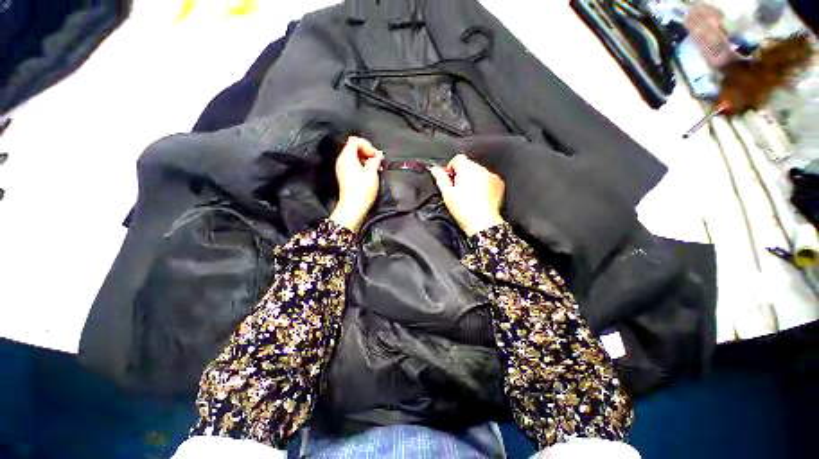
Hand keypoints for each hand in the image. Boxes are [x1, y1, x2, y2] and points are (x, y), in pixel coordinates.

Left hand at [330, 136, 383, 231]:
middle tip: (377, 160)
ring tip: (376, 167)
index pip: (355, 140)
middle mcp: (343, 161)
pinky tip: (371, 173)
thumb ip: (376, 159)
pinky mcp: (346, 176)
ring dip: (367, 160)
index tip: (375, 154)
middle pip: (355, 148)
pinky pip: (354, 165)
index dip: (367, 145)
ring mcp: (343, 169)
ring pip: (355, 157)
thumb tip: (379, 155)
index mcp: (347, 157)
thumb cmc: (361, 191)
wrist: (354, 207)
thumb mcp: (372, 172)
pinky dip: (363, 166)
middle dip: (368, 152)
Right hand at [430, 154, 504, 235]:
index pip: (458, 158)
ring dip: (473, 179)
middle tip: (458, 190)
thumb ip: (440, 178)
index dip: (452, 168)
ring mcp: (492, 176)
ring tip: (469, 195)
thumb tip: (435, 169)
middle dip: (463, 174)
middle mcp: (481, 169)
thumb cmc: (464, 210)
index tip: (450, 179)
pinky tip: (479, 196)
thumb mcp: (447, 194)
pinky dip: (484, 184)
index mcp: (467, 170)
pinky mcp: (499, 183)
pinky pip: (488, 178)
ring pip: (478, 172)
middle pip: (468, 165)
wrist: (483, 223)